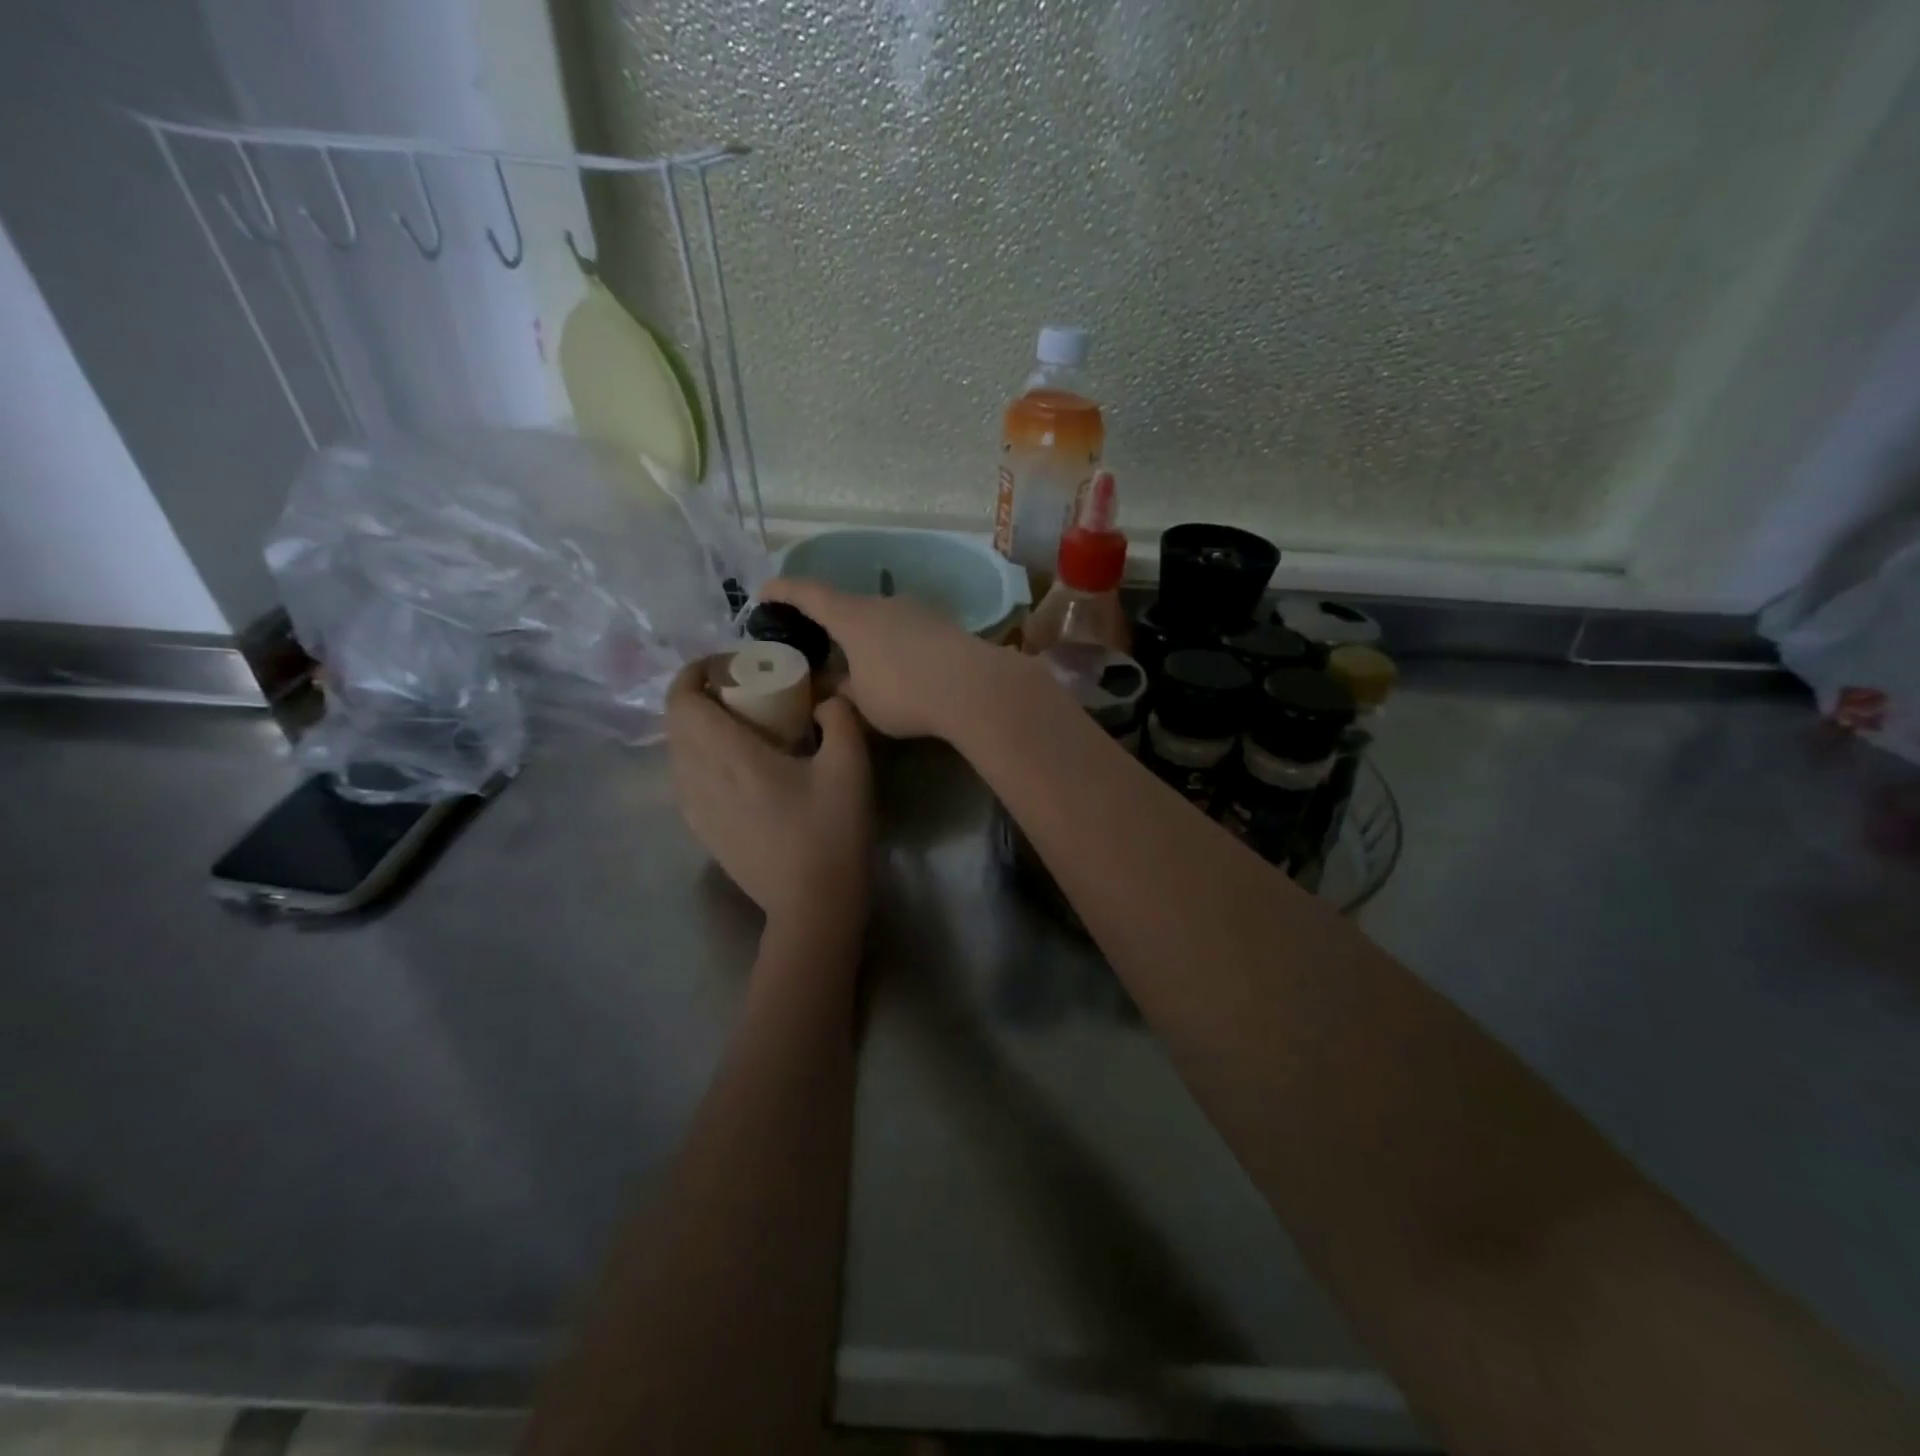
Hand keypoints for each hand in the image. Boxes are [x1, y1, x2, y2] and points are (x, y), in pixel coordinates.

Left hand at [666, 661, 873, 932]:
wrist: (812, 904)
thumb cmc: (831, 832)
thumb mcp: (851, 766)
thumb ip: (839, 716)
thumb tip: (824, 698)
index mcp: (729, 755)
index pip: (682, 699)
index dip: (696, 672)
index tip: (730, 665)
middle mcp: (698, 778)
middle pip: (676, 722)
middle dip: (700, 696)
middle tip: (742, 692)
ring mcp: (695, 809)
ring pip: (678, 752)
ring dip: (699, 728)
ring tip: (741, 728)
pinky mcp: (702, 831)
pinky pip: (686, 778)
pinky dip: (702, 758)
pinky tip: (739, 769)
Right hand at [760, 578, 1024, 740]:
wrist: (973, 688)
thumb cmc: (904, 693)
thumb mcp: (861, 703)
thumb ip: (840, 690)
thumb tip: (829, 686)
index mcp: (852, 616)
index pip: (808, 594)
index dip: (783, 591)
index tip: (764, 592)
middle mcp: (882, 604)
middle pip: (846, 605)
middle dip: (828, 622)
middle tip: (815, 642)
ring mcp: (916, 611)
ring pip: (878, 618)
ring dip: (864, 636)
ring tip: (858, 661)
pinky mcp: (942, 625)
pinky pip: (904, 630)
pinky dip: (891, 644)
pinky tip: (897, 667)